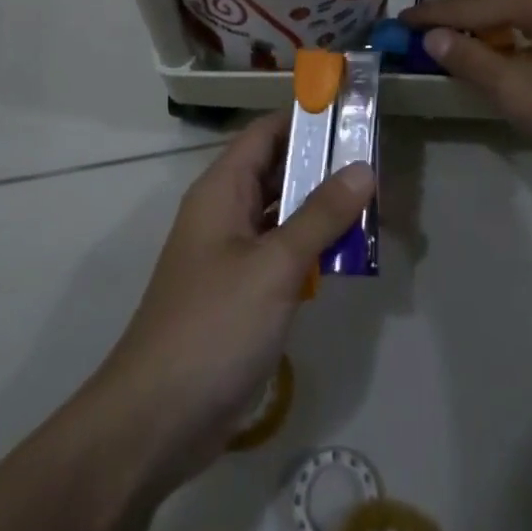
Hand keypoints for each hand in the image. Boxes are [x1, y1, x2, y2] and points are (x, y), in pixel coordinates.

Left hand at [92, 111, 374, 500]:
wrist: (156, 420)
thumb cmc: (213, 326)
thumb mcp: (275, 265)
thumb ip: (321, 215)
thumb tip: (363, 167)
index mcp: (222, 191)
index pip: (266, 133)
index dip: (305, 117)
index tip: (351, 110)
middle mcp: (225, 213)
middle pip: (277, 170)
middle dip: (323, 163)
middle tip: (376, 156)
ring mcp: (232, 255)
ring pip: (283, 213)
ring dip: (322, 207)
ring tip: (374, 198)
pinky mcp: (241, 294)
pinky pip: (282, 253)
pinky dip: (313, 247)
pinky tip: (349, 253)